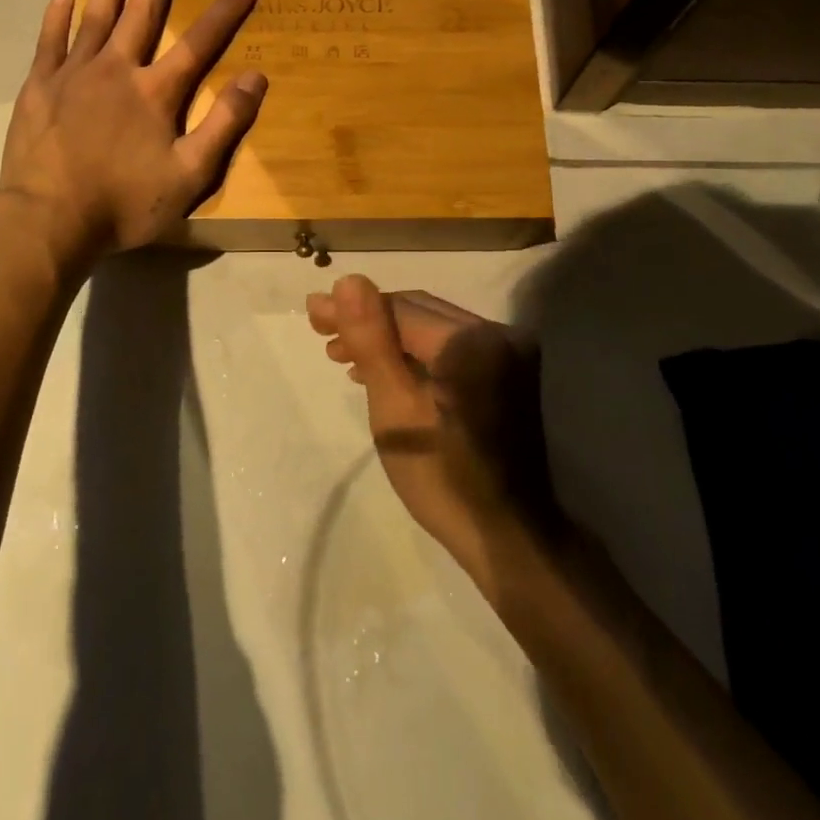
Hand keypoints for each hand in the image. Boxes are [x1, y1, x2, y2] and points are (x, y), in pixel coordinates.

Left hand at [0, 0, 266, 264]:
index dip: (226, 8)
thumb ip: (224, 124)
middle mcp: (117, 69)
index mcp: (156, 92)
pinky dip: (58, 14)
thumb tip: (255, 77)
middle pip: (144, 11)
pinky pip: (50, 39)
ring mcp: (74, 73)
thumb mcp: (190, 175)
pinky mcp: (39, 86)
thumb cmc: (125, 202)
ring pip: (96, 14)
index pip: (200, 40)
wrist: (49, 221)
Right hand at [307, 277, 554, 588]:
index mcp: (470, 340)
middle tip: (322, 330)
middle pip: (417, 311)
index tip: (313, 314)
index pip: (400, 307)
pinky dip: (414, 354)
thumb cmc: (442, 476)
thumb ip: (372, 339)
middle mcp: (495, 332)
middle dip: (368, 319)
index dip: (353, 308)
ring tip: (342, 353)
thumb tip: (348, 281)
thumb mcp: (394, 407)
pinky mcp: (506, 372)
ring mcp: (506, 352)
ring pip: (431, 328)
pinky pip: (450, 348)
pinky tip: (383, 370)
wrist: (506, 538)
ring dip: (387, 337)